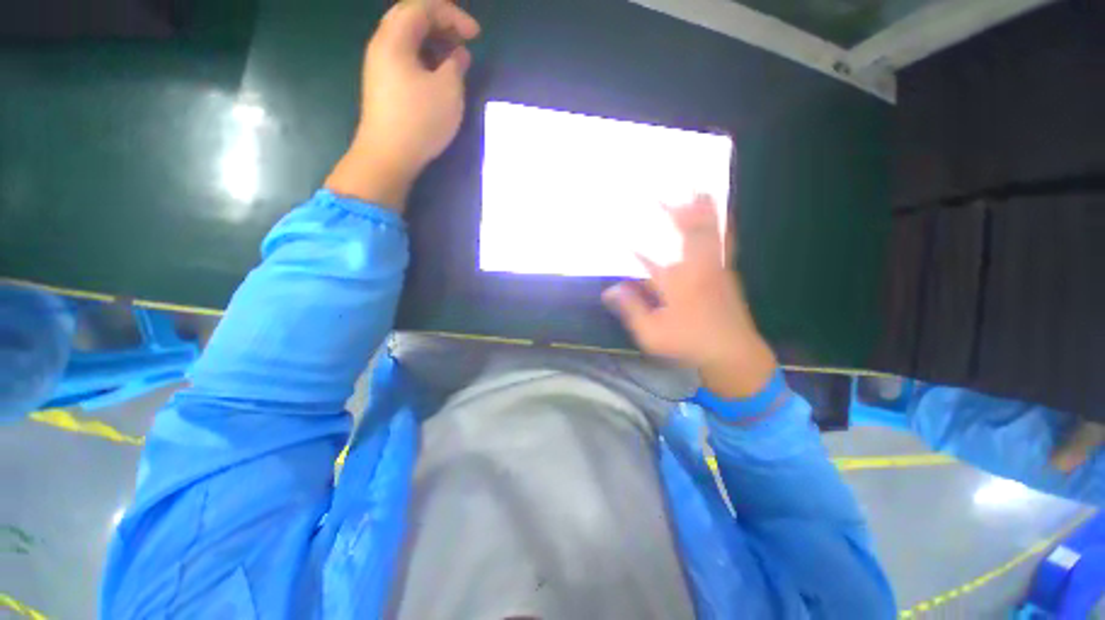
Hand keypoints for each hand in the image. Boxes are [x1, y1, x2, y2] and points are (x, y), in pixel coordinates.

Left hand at [325, 0, 480, 209]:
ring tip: (456, 57)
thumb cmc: (420, 120)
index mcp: (395, 38)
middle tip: (464, 38)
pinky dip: (425, 57)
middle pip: (411, 18)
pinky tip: (440, 73)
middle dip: (441, 22)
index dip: (452, 14)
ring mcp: (380, 65)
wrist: (389, 155)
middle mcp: (382, 44)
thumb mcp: (448, 90)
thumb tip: (458, 55)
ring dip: (433, 41)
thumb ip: (456, 65)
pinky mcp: (384, 84)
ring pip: (408, 39)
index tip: (476, 34)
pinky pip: (405, 57)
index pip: (423, 7)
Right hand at [603, 195, 776, 398]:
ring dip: (705, 209)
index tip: (623, 227)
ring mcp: (715, 269)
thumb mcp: (652, 333)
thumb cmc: (689, 342)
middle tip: (671, 189)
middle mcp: (697, 269)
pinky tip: (720, 217)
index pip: (653, 257)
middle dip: (680, 209)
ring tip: (701, 188)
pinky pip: (724, 241)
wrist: (732, 352)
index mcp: (676, 283)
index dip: (638, 240)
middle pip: (691, 233)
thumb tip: (609, 290)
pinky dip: (721, 224)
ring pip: (712, 232)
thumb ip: (631, 309)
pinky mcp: (726, 273)